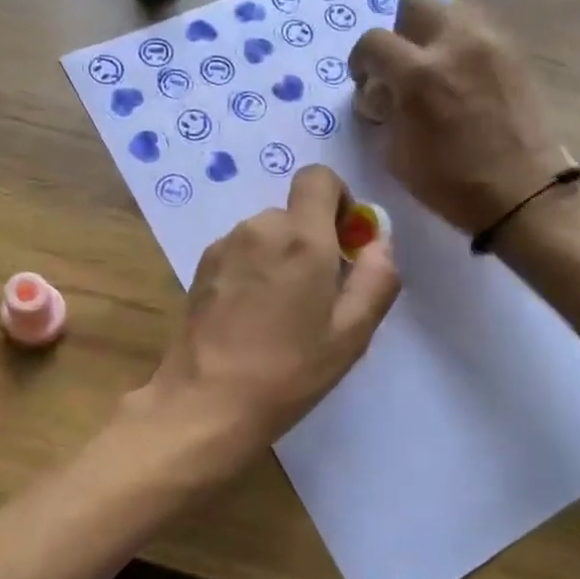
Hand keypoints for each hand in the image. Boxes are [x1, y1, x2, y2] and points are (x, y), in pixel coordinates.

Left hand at [136, 166, 399, 472]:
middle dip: (312, 240)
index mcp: (302, 237)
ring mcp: (224, 246)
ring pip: (265, 234)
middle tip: (316, 295)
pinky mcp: (201, 266)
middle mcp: (259, 228)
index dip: (338, 199)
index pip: (318, 177)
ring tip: (280, 312)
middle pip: (294, 213)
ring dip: (280, 257)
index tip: (344, 241)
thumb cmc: (288, 371)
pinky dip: (253, 269)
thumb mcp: (351, 334)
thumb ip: (377, 278)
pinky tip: (250, 316)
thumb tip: (378, 241)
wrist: (207, 401)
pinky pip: (240, 252)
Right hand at [350, 0, 563, 234]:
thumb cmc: (451, 183)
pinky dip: (462, 43)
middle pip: (414, 3)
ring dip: (434, 30)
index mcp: (418, 75)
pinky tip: (462, 76)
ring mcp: (490, 43)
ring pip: (451, 7)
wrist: (522, 192)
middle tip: (401, 66)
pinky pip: (479, 28)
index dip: (361, 61)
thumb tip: (381, 93)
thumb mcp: (397, 155)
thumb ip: (385, 112)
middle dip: (399, 32)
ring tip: (434, 66)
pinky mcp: (514, 52)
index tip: (365, 82)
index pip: (373, 42)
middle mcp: (454, 44)